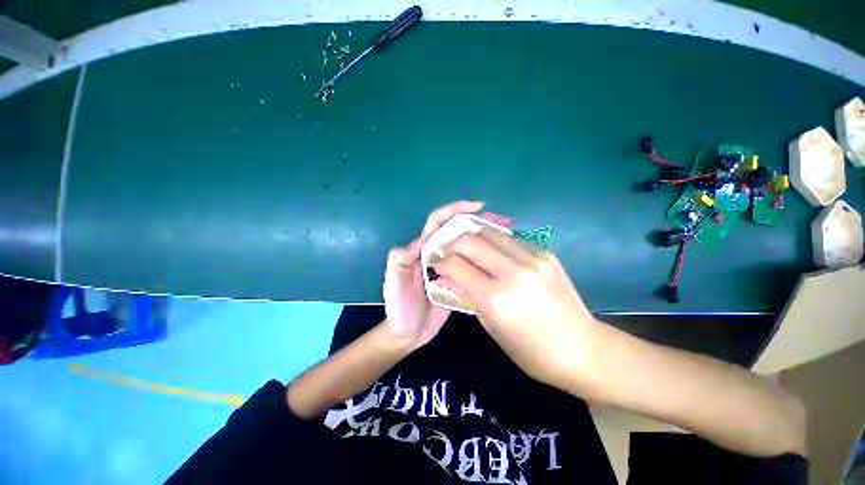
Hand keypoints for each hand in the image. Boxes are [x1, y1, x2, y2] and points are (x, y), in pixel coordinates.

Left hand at [384, 202, 509, 351]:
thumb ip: (398, 261)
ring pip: (467, 246)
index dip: (455, 210)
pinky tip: (498, 260)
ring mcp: (448, 267)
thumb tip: (417, 243)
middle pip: (457, 230)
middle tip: (503, 221)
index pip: (438, 222)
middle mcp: (436, 253)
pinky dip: (484, 258)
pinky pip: (471, 265)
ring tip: (506, 237)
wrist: (407, 334)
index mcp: (421, 249)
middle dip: (477, 221)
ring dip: (484, 238)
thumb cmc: (398, 309)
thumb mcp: (393, 283)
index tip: (478, 207)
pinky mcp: (457, 280)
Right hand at [431, 228, 598, 387]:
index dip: (441, 261)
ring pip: (489, 232)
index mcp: (496, 298)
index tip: (438, 264)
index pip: (456, 264)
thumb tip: (445, 276)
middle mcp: (513, 272)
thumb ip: (466, 296)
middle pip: (470, 240)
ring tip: (471, 251)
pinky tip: (495, 255)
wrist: (583, 349)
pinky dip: (495, 243)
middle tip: (452, 254)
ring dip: (473, 239)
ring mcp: (532, 259)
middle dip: (453, 244)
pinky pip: (510, 239)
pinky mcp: (545, 253)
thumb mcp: (491, 328)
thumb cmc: (532, 351)